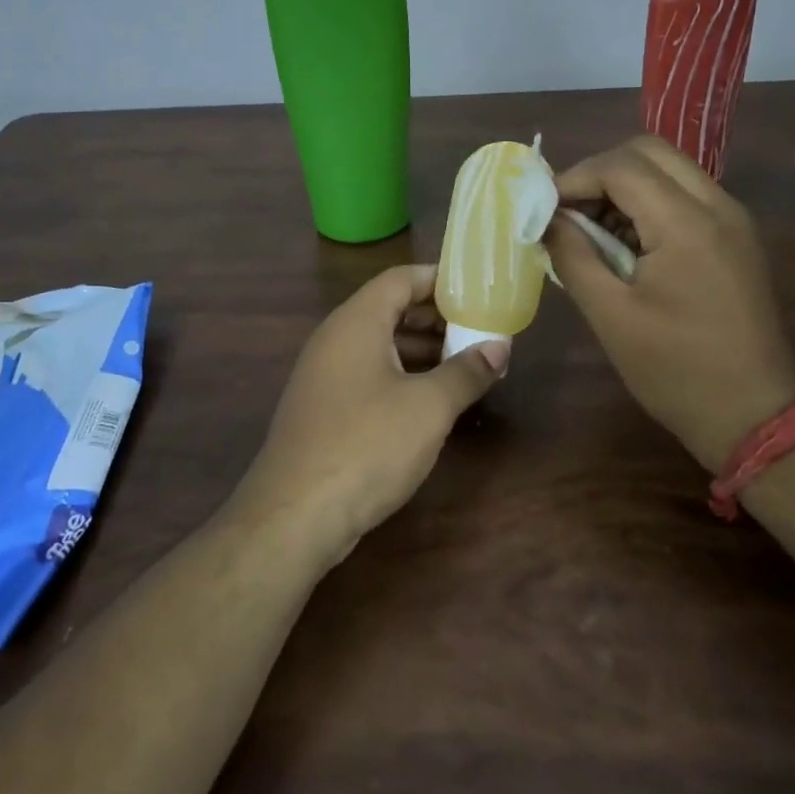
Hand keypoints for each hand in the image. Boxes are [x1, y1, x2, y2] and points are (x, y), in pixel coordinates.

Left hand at [228, 265, 506, 566]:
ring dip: (421, 350)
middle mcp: (335, 339)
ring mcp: (324, 375)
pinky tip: (430, 400)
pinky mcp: (323, 408)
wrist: (296, 514)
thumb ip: (466, 372)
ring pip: (379, 345)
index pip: (400, 279)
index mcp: (356, 322)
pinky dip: (401, 376)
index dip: (439, 279)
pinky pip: (368, 374)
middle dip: (435, 317)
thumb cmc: (367, 445)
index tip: (476, 289)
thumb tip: (499, 348)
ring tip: (465, 363)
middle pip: (389, 310)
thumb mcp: (429, 407)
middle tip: (478, 328)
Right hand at [544, 135, 794, 474]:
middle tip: (570, 211)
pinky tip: (626, 243)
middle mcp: (717, 206)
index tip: (545, 209)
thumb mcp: (611, 316)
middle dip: (600, 172)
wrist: (754, 414)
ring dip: (625, 185)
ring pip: (670, 169)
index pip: (621, 166)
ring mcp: (733, 220)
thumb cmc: (675, 370)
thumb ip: (573, 256)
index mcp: (686, 224)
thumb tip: (547, 220)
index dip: (574, 178)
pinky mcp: (736, 238)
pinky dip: (649, 203)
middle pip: (649, 152)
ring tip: (592, 229)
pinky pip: (686, 196)